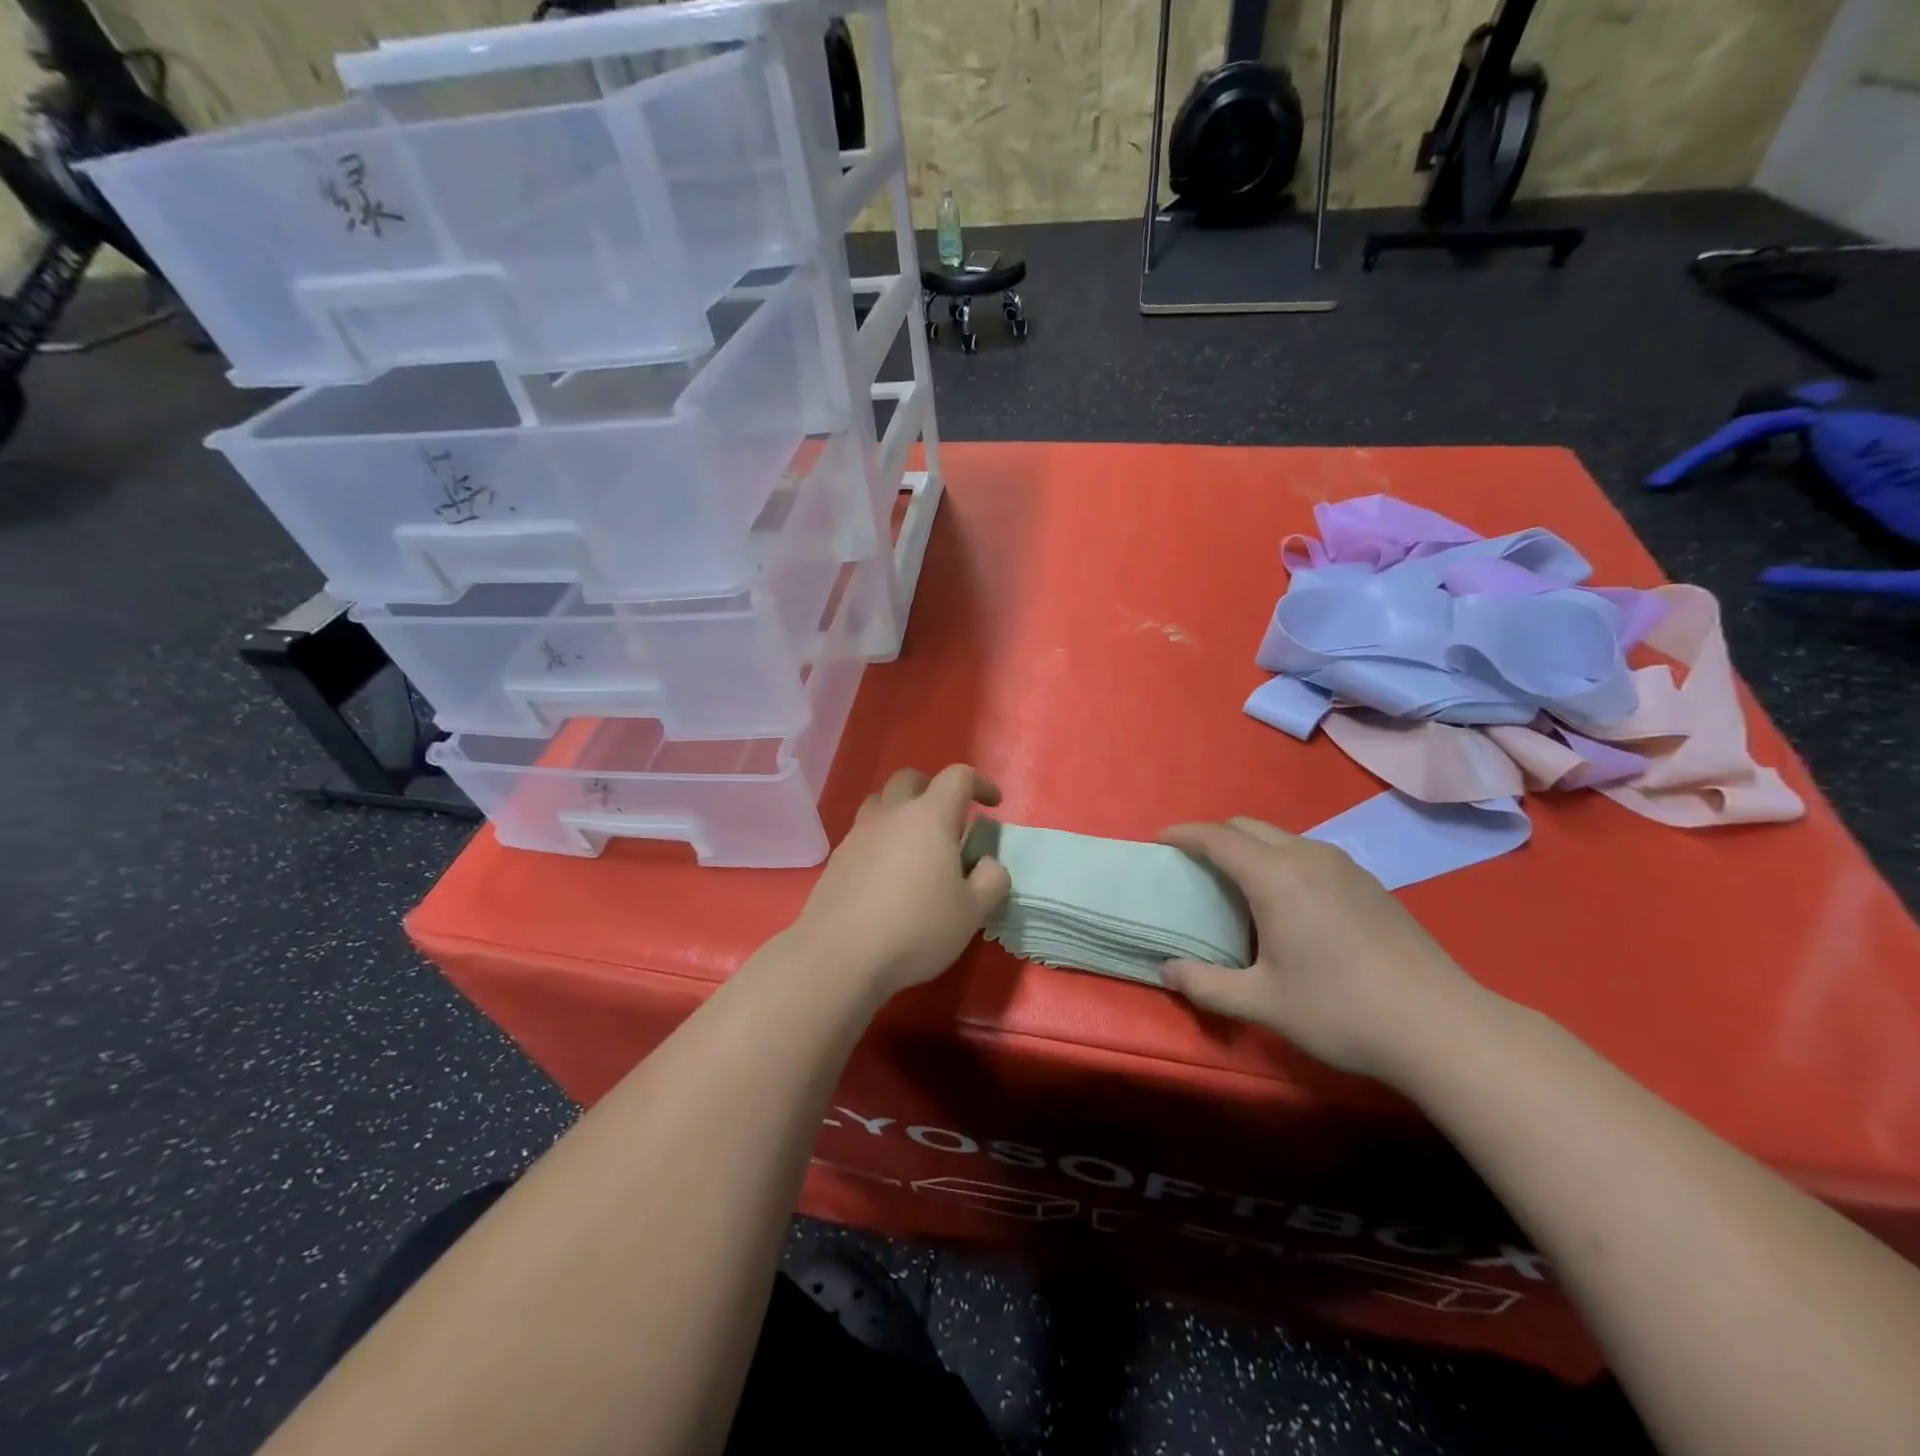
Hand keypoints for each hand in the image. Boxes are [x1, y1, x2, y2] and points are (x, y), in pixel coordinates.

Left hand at [793, 765, 1011, 999]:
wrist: (839, 956)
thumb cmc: (916, 928)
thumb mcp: (972, 912)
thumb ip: (991, 880)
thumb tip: (987, 864)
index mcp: (929, 817)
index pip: (958, 777)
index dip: (980, 783)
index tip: (993, 804)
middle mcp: (891, 815)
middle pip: (910, 779)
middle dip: (934, 788)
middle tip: (950, 819)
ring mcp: (858, 835)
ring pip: (880, 802)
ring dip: (902, 810)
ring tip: (916, 843)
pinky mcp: (837, 859)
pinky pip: (863, 833)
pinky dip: (881, 840)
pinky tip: (888, 874)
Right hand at [1158, 818, 1486, 1081]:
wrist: (1441, 1026)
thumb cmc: (1340, 1010)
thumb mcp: (1262, 1003)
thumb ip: (1205, 985)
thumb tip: (1166, 971)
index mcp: (1275, 877)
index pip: (1217, 838)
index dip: (1184, 834)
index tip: (1159, 839)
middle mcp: (1308, 857)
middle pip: (1248, 827)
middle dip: (1214, 836)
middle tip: (1193, 865)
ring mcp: (1344, 867)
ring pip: (1282, 837)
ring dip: (1250, 848)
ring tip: (1236, 884)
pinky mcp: (1370, 883)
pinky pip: (1309, 854)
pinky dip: (1281, 860)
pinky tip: (1288, 903)